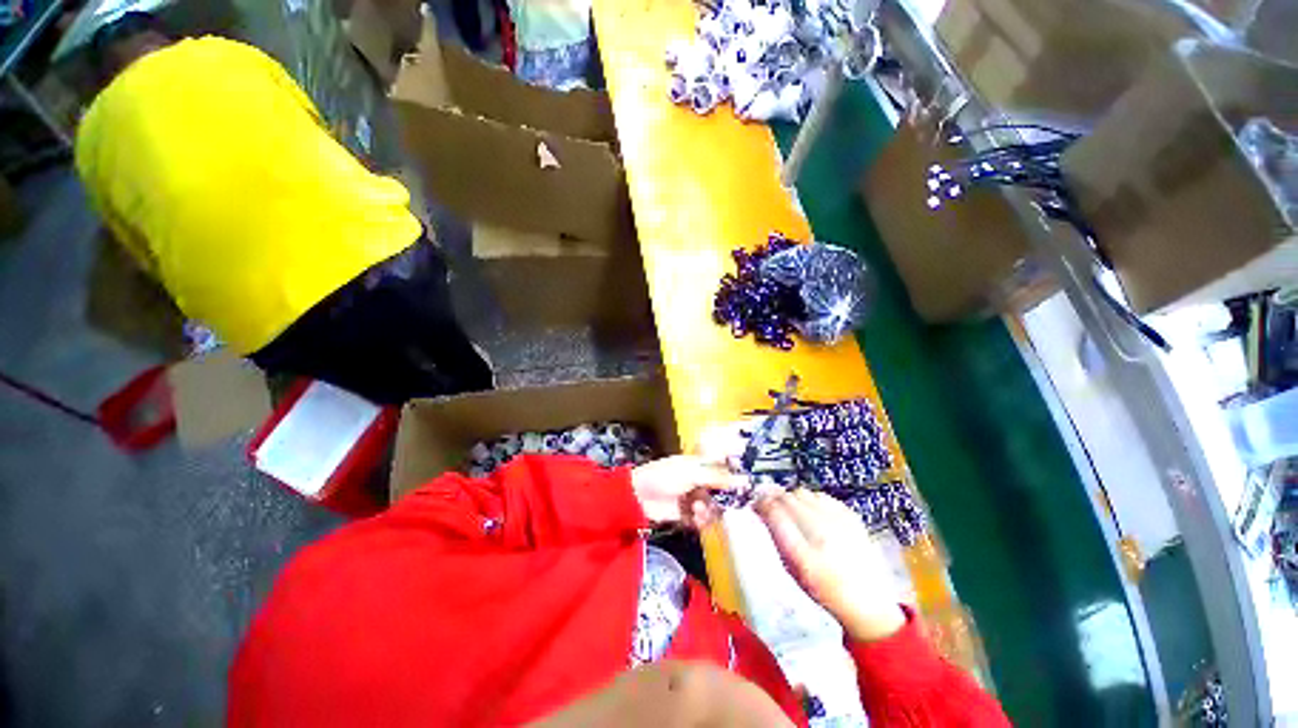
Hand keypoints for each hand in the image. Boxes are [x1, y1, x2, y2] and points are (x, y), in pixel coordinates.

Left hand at [631, 456, 744, 527]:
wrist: (638, 497)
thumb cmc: (664, 477)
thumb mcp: (692, 473)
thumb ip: (718, 477)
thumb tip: (744, 480)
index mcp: (701, 465)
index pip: (724, 469)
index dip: (735, 478)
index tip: (746, 488)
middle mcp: (700, 481)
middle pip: (722, 491)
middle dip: (723, 498)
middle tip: (723, 503)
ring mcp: (694, 498)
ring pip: (714, 507)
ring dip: (709, 510)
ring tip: (697, 509)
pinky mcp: (688, 515)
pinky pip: (703, 520)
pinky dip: (701, 520)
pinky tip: (694, 517)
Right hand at [755, 489, 905, 641]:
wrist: (870, 605)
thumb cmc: (826, 592)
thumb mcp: (794, 571)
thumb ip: (777, 539)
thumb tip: (763, 513)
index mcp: (803, 554)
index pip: (774, 512)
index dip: (761, 504)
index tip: (756, 505)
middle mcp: (821, 533)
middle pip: (788, 497)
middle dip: (774, 498)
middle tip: (770, 506)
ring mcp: (839, 522)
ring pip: (804, 493)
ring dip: (792, 498)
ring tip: (792, 510)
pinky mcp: (852, 517)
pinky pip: (823, 496)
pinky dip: (812, 500)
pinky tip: (812, 511)